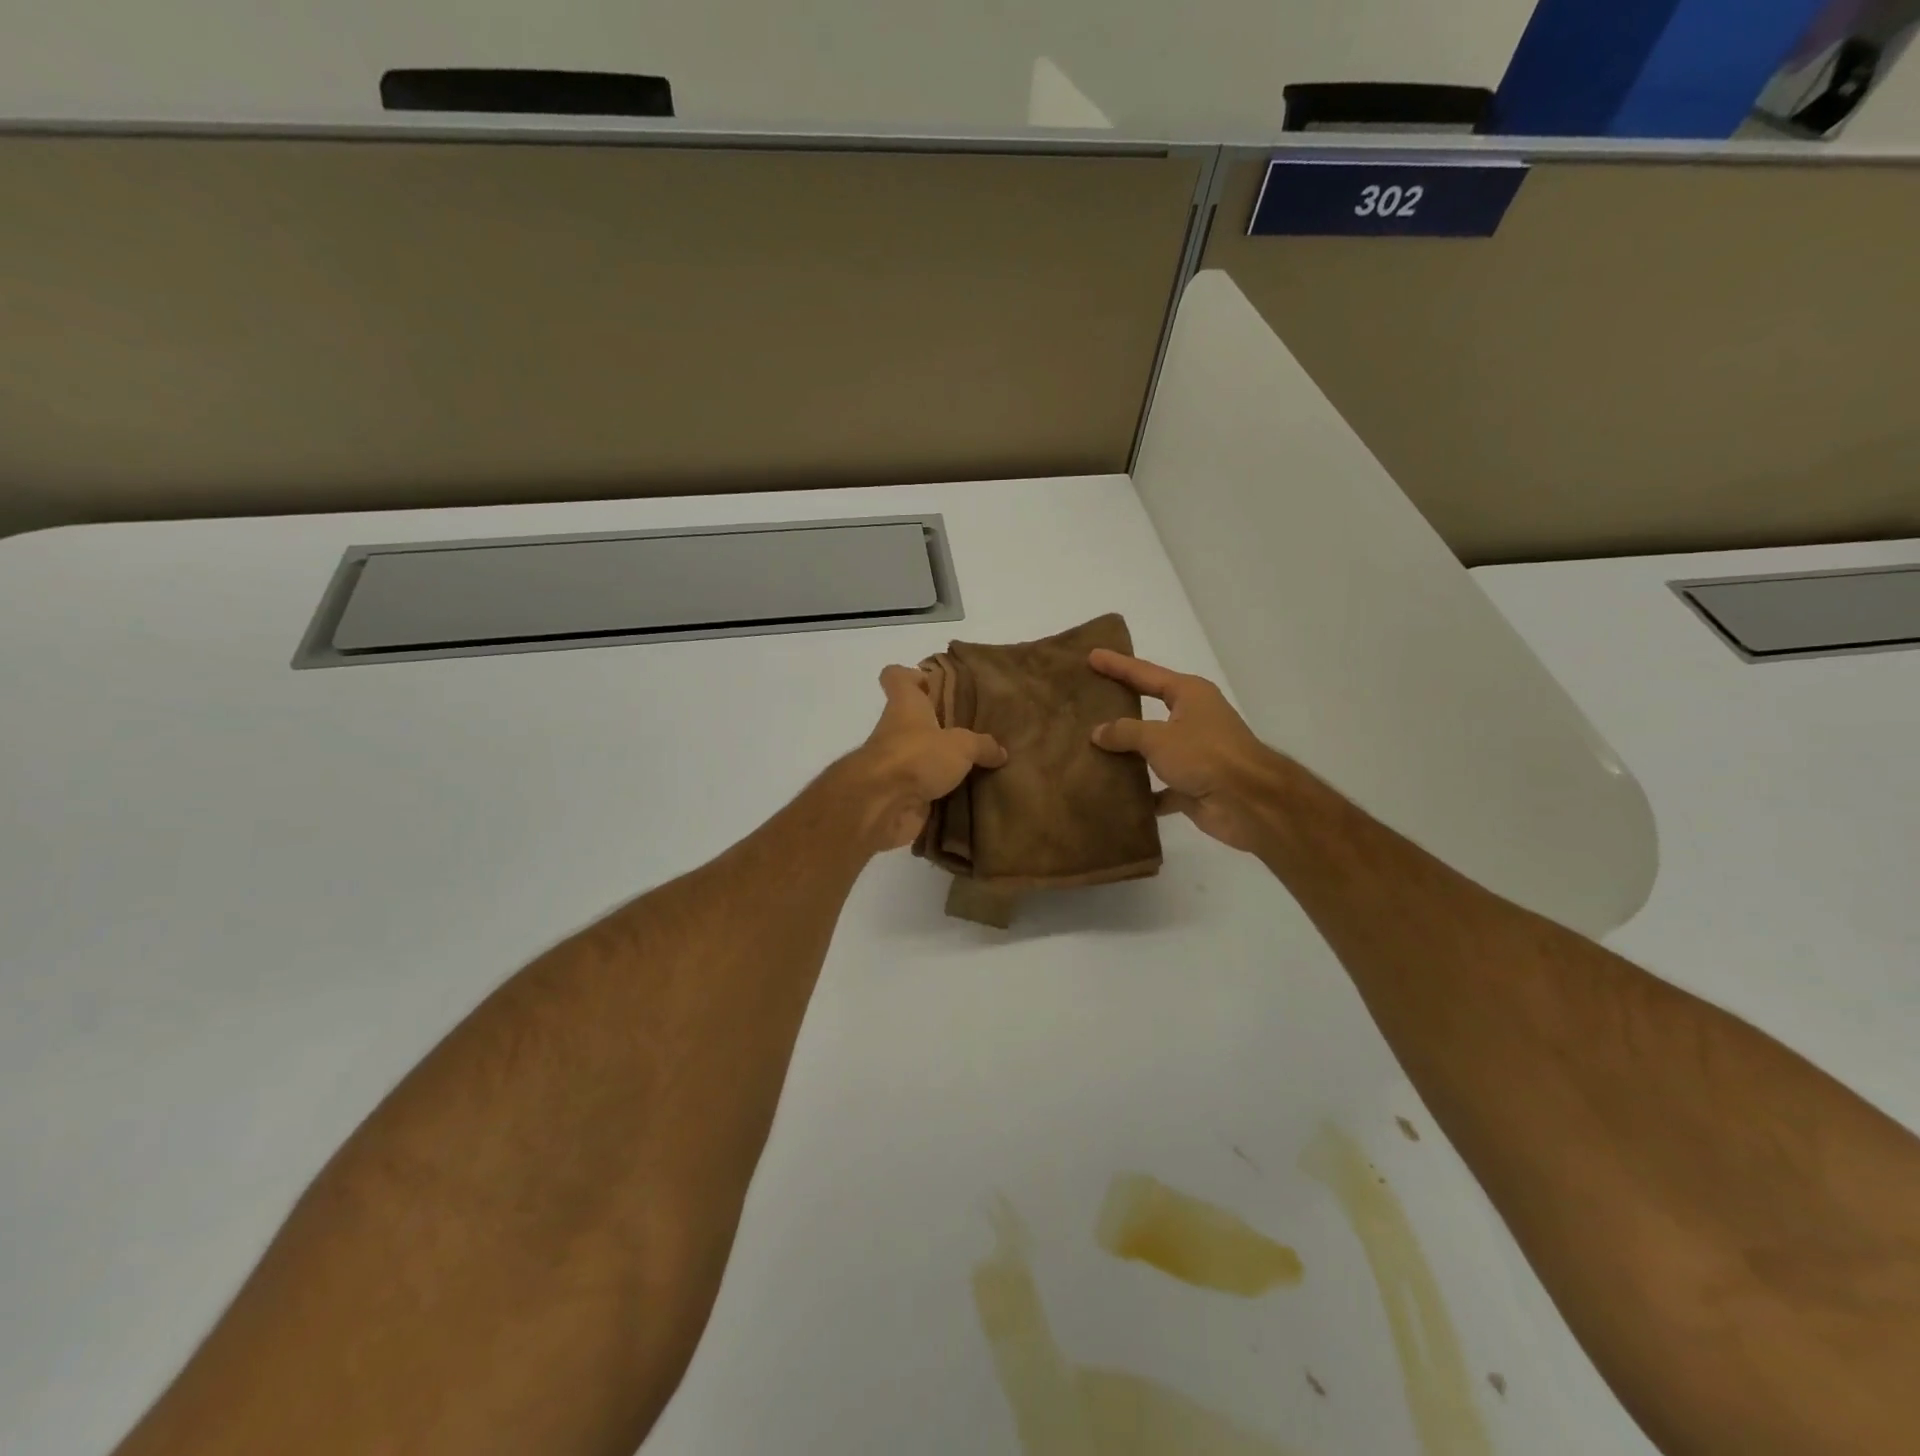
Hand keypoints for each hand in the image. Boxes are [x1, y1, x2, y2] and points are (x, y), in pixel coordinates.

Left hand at [845, 666, 1007, 851]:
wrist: (882, 805)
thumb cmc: (916, 756)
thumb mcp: (961, 745)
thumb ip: (982, 745)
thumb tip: (1001, 751)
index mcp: (905, 706)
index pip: (896, 677)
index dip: (912, 675)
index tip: (935, 683)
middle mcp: (898, 731)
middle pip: (916, 719)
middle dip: (943, 724)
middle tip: (977, 728)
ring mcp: (897, 765)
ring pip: (923, 756)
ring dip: (946, 762)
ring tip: (982, 763)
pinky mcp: (902, 794)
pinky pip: (928, 789)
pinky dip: (946, 792)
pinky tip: (973, 794)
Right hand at [1089, 650, 1289, 853]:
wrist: (1249, 802)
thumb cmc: (1205, 755)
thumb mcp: (1158, 737)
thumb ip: (1124, 732)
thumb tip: (1097, 732)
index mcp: (1189, 694)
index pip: (1144, 673)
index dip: (1117, 665)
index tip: (1092, 655)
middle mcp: (1193, 718)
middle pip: (1149, 706)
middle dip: (1122, 703)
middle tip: (1090, 696)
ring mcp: (1194, 752)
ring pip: (1152, 748)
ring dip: (1127, 750)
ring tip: (1090, 746)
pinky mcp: (1193, 784)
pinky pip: (1158, 785)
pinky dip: (1141, 791)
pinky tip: (1115, 793)